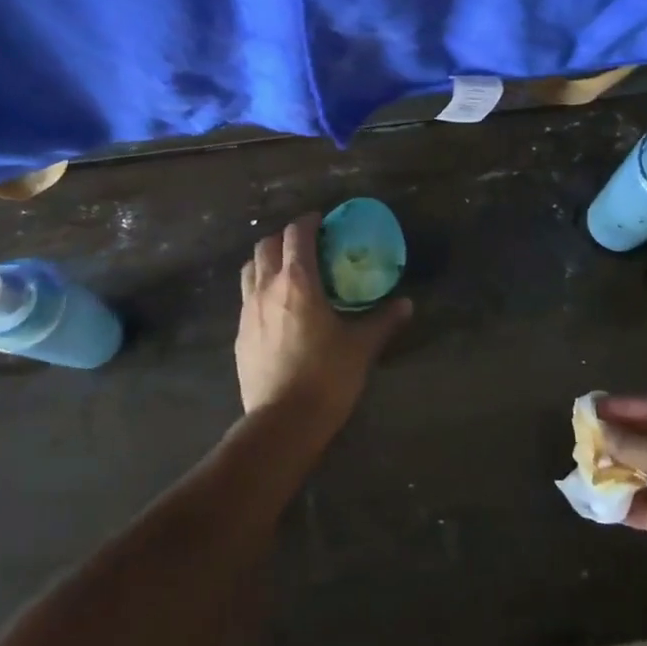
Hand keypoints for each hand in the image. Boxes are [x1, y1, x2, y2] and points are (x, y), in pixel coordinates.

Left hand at [236, 214, 411, 436]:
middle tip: (306, 245)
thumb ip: (383, 320)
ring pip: (250, 268)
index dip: (309, 222)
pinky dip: (259, 288)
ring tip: (286, 271)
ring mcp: (248, 310)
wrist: (282, 423)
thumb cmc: (326, 378)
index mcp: (298, 281)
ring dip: (267, 260)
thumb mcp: (361, 347)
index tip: (322, 222)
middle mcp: (267, 287)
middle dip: (285, 237)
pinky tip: (275, 308)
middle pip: (267, 245)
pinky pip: (246, 297)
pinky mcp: (239, 334)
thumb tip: (407, 304)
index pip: (297, 234)